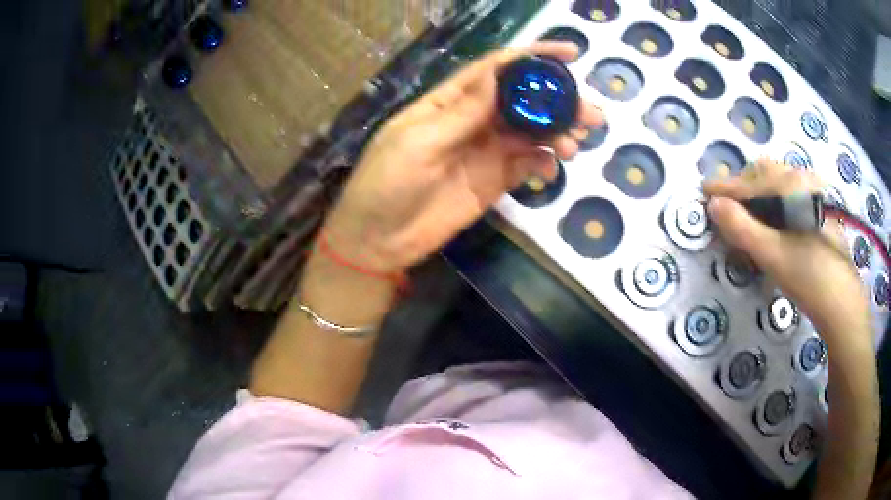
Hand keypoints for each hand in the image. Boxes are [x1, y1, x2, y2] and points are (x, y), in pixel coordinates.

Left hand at [323, 42, 602, 272]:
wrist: (377, 240)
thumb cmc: (386, 183)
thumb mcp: (418, 143)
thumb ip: (463, 113)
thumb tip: (499, 75)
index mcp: (450, 101)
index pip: (497, 69)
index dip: (532, 58)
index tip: (570, 53)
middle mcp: (473, 120)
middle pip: (524, 100)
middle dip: (559, 101)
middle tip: (590, 113)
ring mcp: (486, 151)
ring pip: (532, 132)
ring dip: (559, 133)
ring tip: (576, 143)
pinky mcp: (495, 181)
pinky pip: (528, 165)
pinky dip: (545, 164)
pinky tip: (552, 169)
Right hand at [704, 160, 871, 347]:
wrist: (842, 300)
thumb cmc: (808, 277)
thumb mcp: (772, 255)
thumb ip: (742, 227)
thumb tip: (713, 205)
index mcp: (790, 185)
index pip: (750, 181)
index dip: (725, 187)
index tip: (703, 191)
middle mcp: (801, 180)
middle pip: (763, 172)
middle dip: (741, 185)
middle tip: (725, 206)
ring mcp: (811, 193)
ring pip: (776, 182)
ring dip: (756, 194)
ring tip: (745, 215)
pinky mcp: (816, 209)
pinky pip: (786, 195)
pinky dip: (771, 202)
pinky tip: (768, 222)